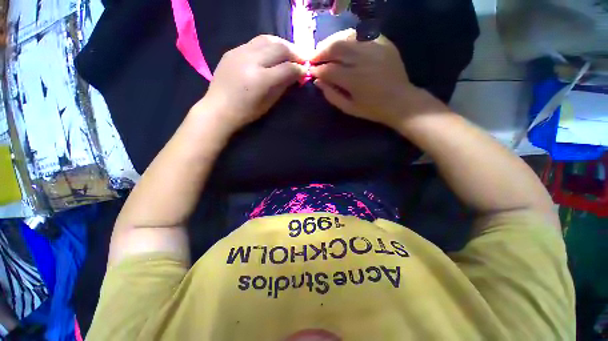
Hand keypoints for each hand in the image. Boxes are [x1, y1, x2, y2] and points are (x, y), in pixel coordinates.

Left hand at [195, 35, 306, 134]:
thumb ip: (283, 86)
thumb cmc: (246, 112)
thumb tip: (296, 75)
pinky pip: (255, 42)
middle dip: (294, 52)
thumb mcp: (269, 103)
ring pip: (267, 39)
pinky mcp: (233, 50)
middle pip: (279, 47)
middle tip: (301, 59)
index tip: (305, 71)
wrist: (218, 108)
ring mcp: (240, 52)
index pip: (287, 67)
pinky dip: (268, 45)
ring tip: (289, 52)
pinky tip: (272, 52)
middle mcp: (251, 61)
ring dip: (282, 44)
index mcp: (261, 79)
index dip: (299, 69)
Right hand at [310, 29, 443, 129]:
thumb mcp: (349, 108)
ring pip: (347, 36)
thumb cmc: (372, 109)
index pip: (328, 70)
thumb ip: (331, 95)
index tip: (311, 71)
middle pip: (336, 47)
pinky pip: (362, 33)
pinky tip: (344, 44)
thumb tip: (317, 82)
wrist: (400, 101)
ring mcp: (375, 48)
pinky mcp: (384, 43)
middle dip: (321, 51)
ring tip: (326, 49)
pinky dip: (349, 37)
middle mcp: (363, 60)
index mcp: (354, 80)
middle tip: (314, 57)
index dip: (317, 70)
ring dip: (332, 41)